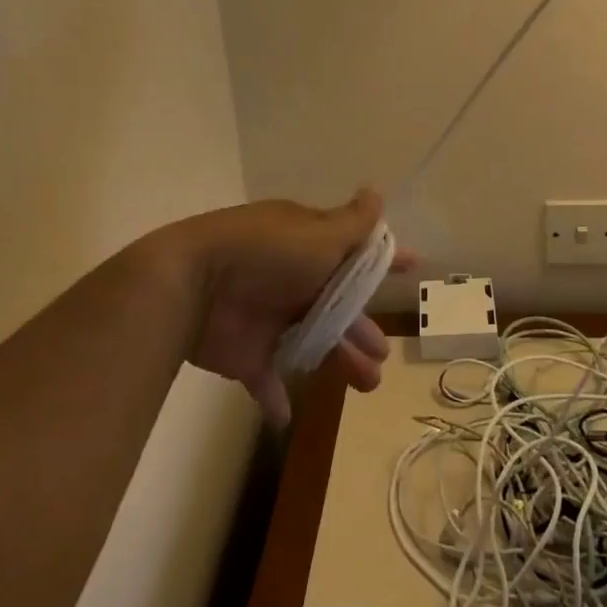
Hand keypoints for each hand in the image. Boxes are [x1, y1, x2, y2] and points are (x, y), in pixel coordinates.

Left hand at [174, 189, 409, 425]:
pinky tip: (288, 414)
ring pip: (312, 344)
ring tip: (367, 384)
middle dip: (361, 330)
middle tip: (382, 353)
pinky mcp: (245, 353)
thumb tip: (376, 191)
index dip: (383, 261)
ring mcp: (267, 317)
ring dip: (338, 362)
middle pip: (337, 308)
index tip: (412, 268)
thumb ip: (353, 223)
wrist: (194, 283)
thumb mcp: (319, 234)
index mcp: (309, 248)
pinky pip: (264, 378)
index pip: (354, 253)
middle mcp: (292, 280)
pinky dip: (276, 396)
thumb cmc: (268, 254)